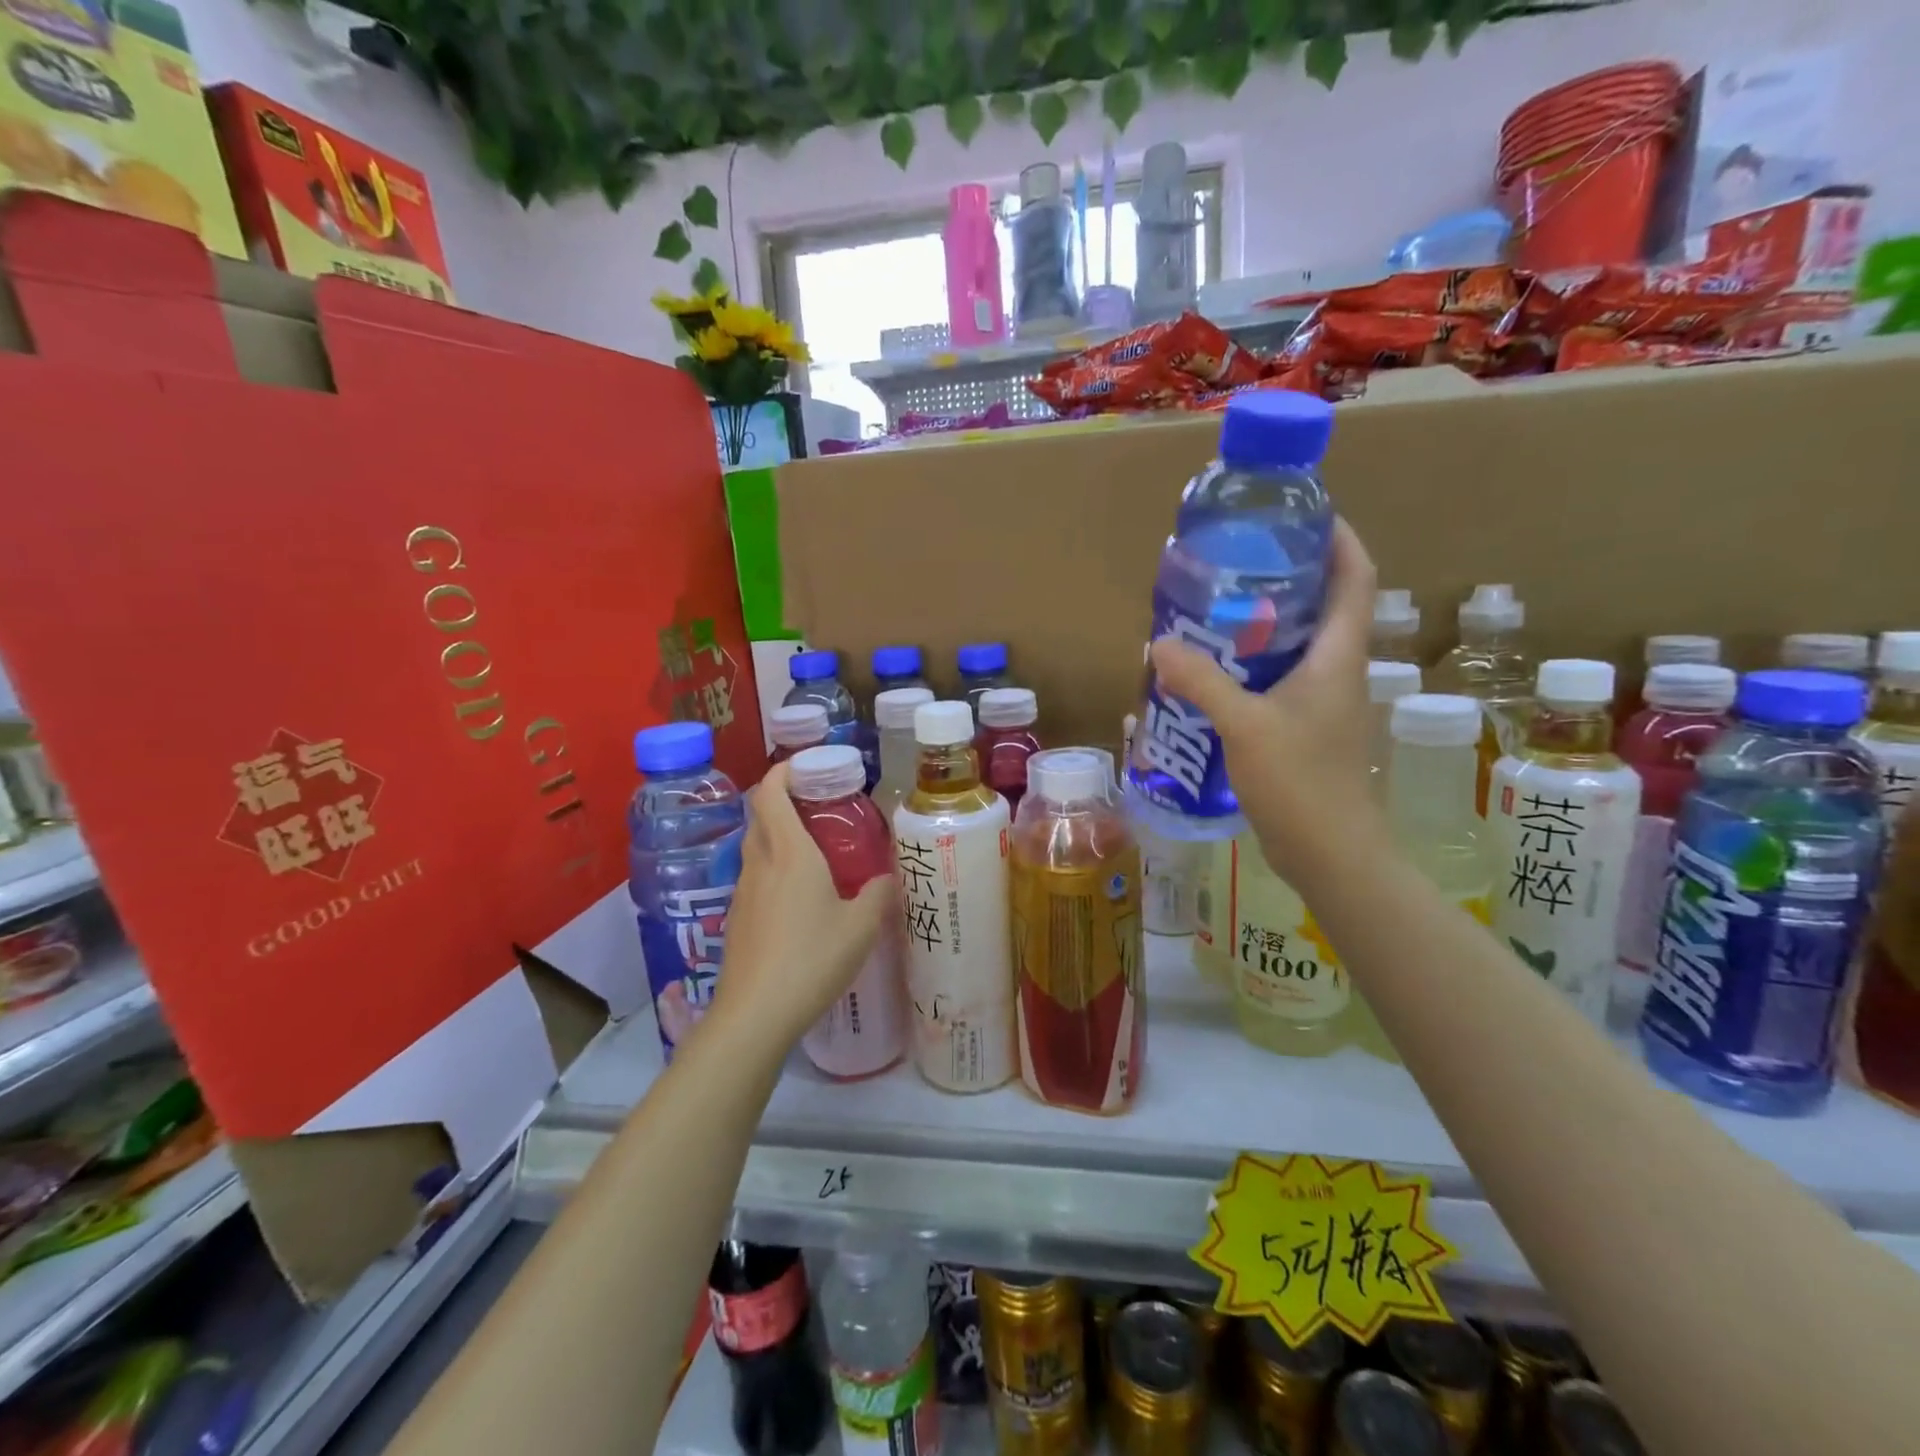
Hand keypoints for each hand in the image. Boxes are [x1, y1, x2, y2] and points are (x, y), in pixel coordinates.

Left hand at [709, 761, 895, 1051]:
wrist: (755, 1014)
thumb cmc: (812, 959)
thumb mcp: (861, 927)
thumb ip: (878, 894)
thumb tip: (887, 878)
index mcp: (790, 853)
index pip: (771, 794)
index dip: (782, 771)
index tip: (803, 765)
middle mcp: (760, 864)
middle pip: (759, 816)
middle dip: (780, 800)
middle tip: (815, 805)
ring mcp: (743, 893)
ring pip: (755, 849)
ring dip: (776, 836)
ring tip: (812, 850)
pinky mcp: (737, 920)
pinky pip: (754, 878)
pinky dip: (772, 870)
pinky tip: (797, 898)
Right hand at [1150, 517, 1386, 889]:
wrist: (1330, 854)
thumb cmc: (1301, 782)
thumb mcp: (1245, 725)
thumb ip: (1202, 682)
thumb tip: (1158, 642)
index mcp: (1338, 656)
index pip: (1355, 577)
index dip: (1338, 539)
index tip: (1303, 515)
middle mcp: (1336, 671)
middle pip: (1323, 606)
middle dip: (1286, 577)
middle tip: (1235, 564)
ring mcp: (1322, 703)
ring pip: (1297, 645)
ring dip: (1263, 625)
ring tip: (1214, 612)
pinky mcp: (1304, 729)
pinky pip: (1278, 681)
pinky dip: (1249, 667)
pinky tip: (1210, 674)